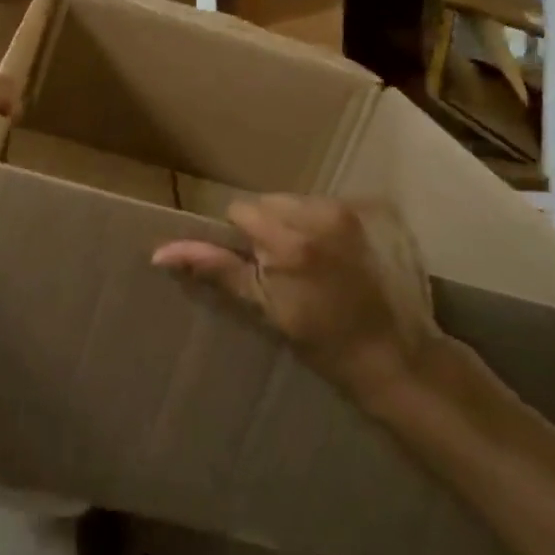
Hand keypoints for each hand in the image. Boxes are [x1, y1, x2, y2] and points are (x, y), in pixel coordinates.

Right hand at [152, 196, 435, 402]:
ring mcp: (348, 211)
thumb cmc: (321, 340)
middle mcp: (318, 214)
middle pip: (269, 201)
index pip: (241, 210)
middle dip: (267, 226)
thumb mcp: (263, 307)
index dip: (243, 238)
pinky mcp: (372, 211)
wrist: (393, 353)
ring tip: (313, 262)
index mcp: (287, 239)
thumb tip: (160, 251)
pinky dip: (322, 223)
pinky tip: (336, 255)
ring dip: (295, 222)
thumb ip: (215, 269)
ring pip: (297, 200)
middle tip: (285, 268)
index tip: (259, 268)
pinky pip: (326, 205)